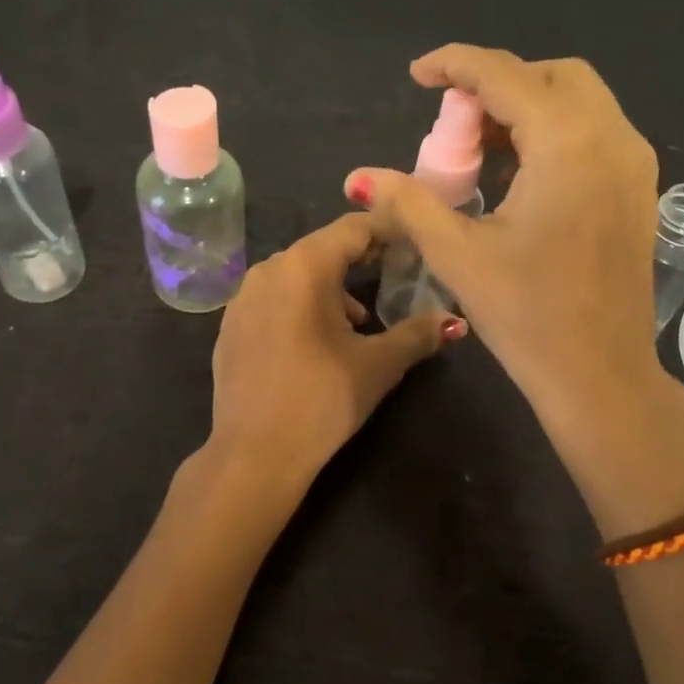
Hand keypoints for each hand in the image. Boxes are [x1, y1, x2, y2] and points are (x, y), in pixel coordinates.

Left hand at [206, 213, 463, 497]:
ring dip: (331, 287)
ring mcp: (242, 299)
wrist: (253, 455)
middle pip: (322, 249)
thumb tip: (452, 321)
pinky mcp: (230, 327)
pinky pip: (273, 299)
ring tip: (359, 319)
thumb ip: (418, 334)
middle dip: (361, 259)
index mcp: (303, 267)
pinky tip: (317, 341)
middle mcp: (267, 270)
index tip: (415, 241)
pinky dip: (301, 306)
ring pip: (296, 275)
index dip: (387, 231)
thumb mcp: (378, 365)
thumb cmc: (322, 400)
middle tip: (396, 274)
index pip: (353, 228)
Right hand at [344, 45, 663, 426]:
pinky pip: (595, 133)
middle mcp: (612, 137)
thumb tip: (360, 178)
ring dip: (527, 109)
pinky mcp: (639, 189)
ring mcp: (635, 163)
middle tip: (454, 125)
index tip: (417, 75)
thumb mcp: (458, 254)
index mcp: (568, 143)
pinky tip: (519, 177)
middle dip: (497, 85)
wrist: (601, 375)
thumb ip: (408, 203)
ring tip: (481, 151)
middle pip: (551, 76)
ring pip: (579, 102)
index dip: (454, 64)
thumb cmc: (528, 316)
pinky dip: (554, 134)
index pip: (504, 75)